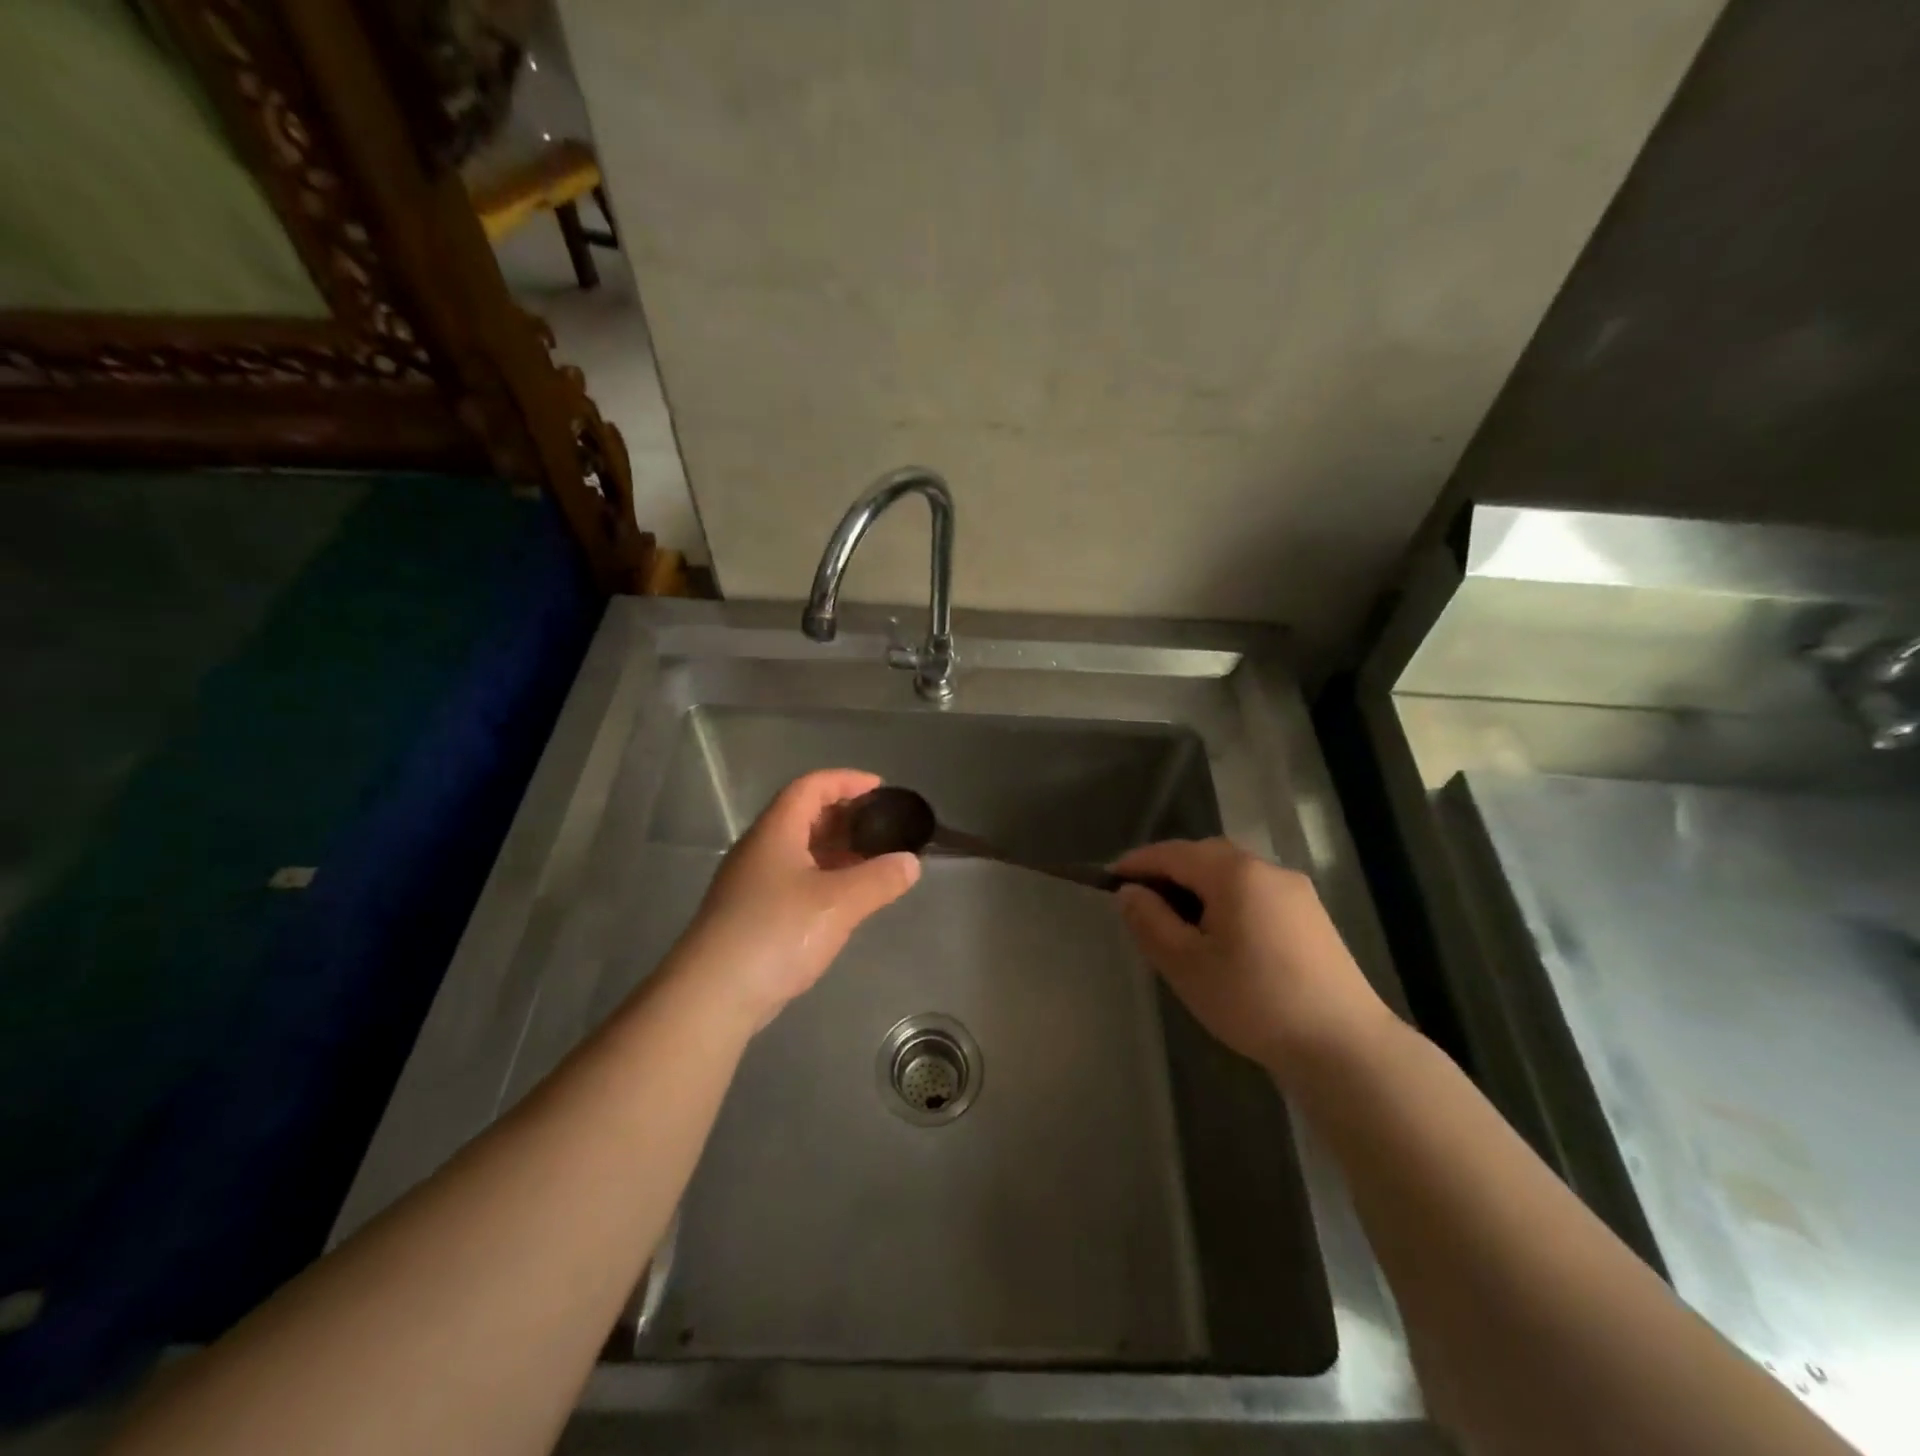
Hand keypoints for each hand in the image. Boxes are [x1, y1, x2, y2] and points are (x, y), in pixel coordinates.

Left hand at [678, 769, 920, 1031]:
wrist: (712, 995)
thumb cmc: (776, 933)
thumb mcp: (839, 903)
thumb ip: (880, 879)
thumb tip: (910, 863)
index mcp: (776, 831)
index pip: (811, 786)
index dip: (846, 780)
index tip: (880, 789)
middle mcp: (760, 848)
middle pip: (803, 815)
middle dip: (844, 816)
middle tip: (881, 827)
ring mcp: (751, 882)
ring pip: (798, 850)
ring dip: (835, 849)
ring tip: (871, 861)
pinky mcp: (750, 913)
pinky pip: (793, 878)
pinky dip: (822, 877)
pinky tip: (843, 899)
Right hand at [1112, 838, 1392, 1081]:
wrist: (1344, 1046)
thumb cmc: (1254, 1000)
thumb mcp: (1186, 964)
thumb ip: (1150, 921)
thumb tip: (1129, 892)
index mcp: (1234, 873)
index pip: (1172, 853)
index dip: (1137, 863)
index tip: (1108, 881)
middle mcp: (1267, 869)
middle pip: (1205, 856)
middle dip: (1168, 872)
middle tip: (1140, 903)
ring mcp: (1296, 892)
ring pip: (1232, 875)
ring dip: (1198, 888)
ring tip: (1176, 923)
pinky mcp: (1312, 917)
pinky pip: (1255, 894)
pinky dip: (1227, 901)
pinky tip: (1220, 937)